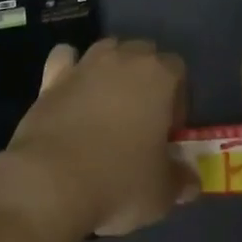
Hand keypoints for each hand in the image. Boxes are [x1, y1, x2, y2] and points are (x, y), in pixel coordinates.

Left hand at [5, 38, 196, 237]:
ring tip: (108, 106)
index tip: (168, 132)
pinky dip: (70, 67)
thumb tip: (190, 182)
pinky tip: (71, 91)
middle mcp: (123, 59)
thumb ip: (180, 180)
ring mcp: (85, 64)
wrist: (51, 181)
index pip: (178, 69)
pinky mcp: (52, 77)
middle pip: (143, 52)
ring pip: (107, 49)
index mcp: (158, 76)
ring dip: (112, 69)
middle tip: (141, 120)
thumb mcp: (161, 192)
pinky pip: (65, 58)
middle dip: (146, 78)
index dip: (177, 99)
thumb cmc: (118, 181)